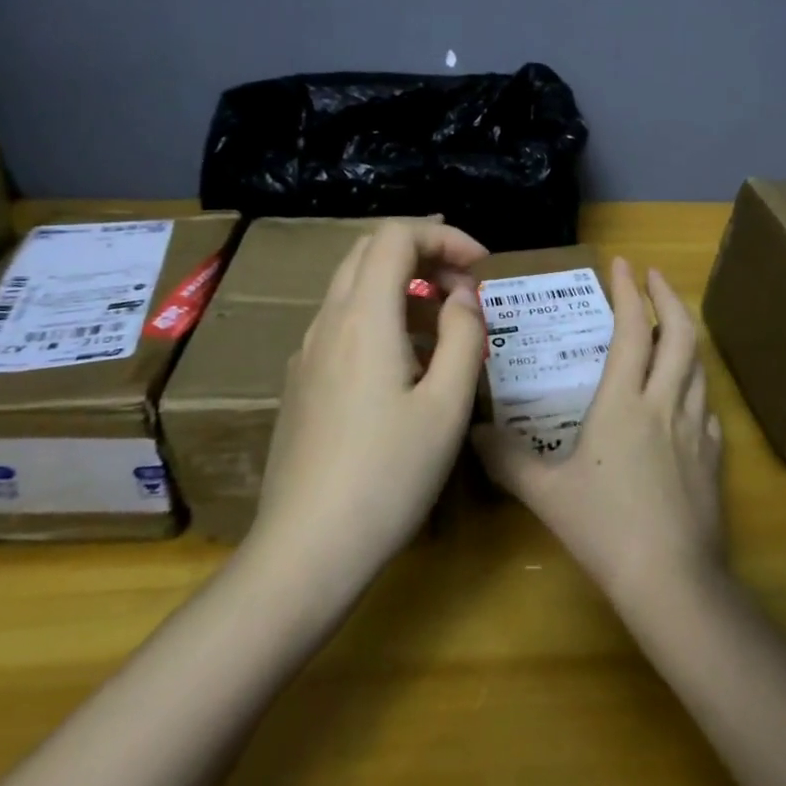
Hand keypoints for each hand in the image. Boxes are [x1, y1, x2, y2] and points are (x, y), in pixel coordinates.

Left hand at [245, 219, 487, 597]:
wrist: (306, 551)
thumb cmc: (388, 475)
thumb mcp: (447, 405)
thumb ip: (465, 336)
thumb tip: (463, 298)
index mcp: (364, 317)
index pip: (396, 235)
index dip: (444, 236)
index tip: (483, 267)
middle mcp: (328, 322)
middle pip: (370, 252)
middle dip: (424, 253)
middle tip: (466, 287)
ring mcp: (308, 353)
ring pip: (355, 287)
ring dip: (404, 286)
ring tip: (447, 327)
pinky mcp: (302, 383)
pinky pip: (344, 324)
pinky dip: (383, 317)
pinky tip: (409, 365)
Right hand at [473, 258, 724, 607]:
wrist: (672, 579)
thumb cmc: (605, 529)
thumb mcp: (546, 493)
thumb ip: (507, 460)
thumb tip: (473, 433)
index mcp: (624, 402)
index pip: (633, 330)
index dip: (630, 292)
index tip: (623, 263)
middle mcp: (666, 403)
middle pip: (680, 335)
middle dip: (669, 296)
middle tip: (655, 276)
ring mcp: (696, 429)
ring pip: (699, 365)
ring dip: (685, 335)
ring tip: (669, 323)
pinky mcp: (714, 456)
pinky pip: (708, 405)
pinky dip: (696, 384)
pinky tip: (685, 395)